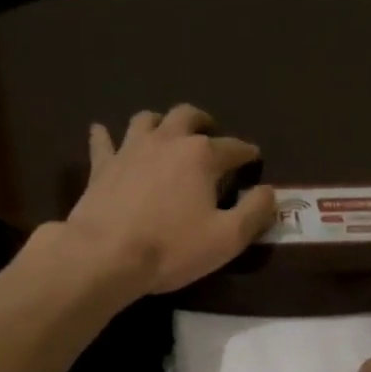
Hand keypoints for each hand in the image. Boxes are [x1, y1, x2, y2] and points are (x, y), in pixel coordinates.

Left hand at [61, 104, 275, 294]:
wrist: (105, 255)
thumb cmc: (172, 247)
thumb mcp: (228, 238)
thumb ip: (255, 211)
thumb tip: (268, 191)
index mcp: (202, 155)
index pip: (234, 147)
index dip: (247, 153)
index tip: (253, 160)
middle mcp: (167, 140)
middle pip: (188, 116)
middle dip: (203, 122)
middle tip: (210, 134)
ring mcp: (130, 149)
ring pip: (147, 119)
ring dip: (160, 122)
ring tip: (166, 135)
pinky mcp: (102, 166)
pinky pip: (103, 141)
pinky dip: (106, 136)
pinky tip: (102, 133)